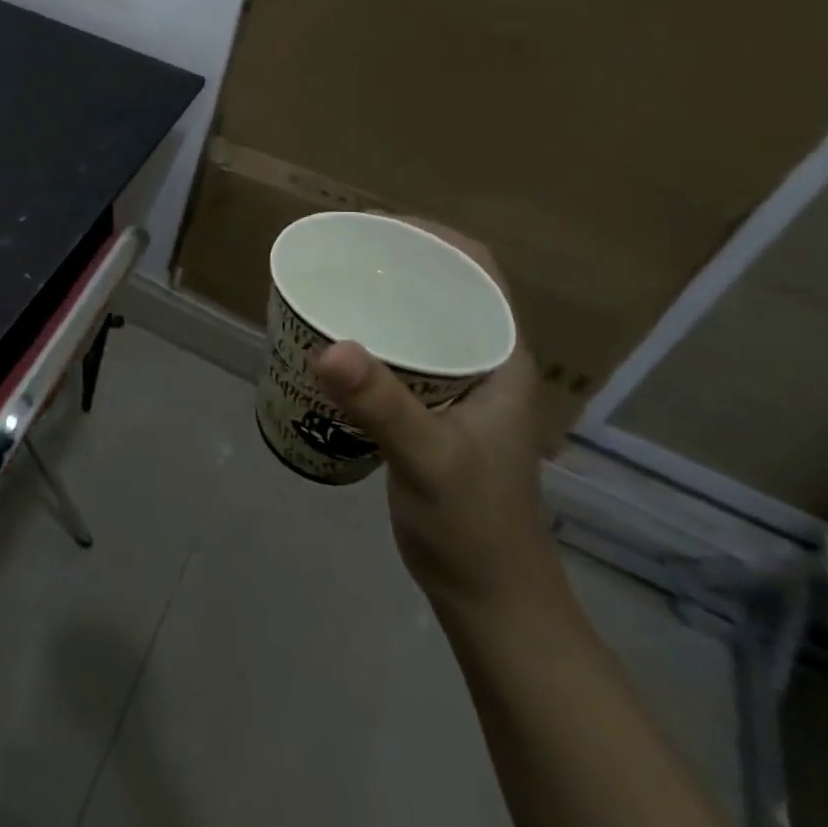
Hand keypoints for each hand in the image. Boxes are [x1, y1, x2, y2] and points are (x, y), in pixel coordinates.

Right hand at [310, 223, 557, 615]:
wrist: (489, 599)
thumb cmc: (474, 525)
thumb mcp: (429, 459)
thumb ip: (383, 405)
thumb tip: (328, 346)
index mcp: (499, 358)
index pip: (477, 273)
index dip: (434, 238)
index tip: (376, 228)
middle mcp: (482, 364)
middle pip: (444, 291)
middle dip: (396, 264)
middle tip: (339, 255)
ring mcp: (458, 391)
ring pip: (421, 324)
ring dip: (382, 301)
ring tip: (331, 287)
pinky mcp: (432, 415)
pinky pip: (401, 357)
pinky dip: (370, 340)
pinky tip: (333, 345)